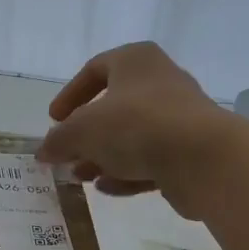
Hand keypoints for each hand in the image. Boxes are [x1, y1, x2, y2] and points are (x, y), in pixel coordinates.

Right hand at [37, 42, 234, 218]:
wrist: (204, 158)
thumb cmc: (136, 125)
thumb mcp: (82, 130)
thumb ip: (59, 139)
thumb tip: (44, 150)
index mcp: (135, 61)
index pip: (95, 69)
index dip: (70, 95)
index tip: (54, 120)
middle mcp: (160, 82)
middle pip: (114, 107)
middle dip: (86, 135)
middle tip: (66, 154)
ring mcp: (179, 117)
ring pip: (131, 136)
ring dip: (103, 157)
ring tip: (80, 177)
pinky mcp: (190, 150)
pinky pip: (151, 159)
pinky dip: (127, 172)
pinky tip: (107, 189)